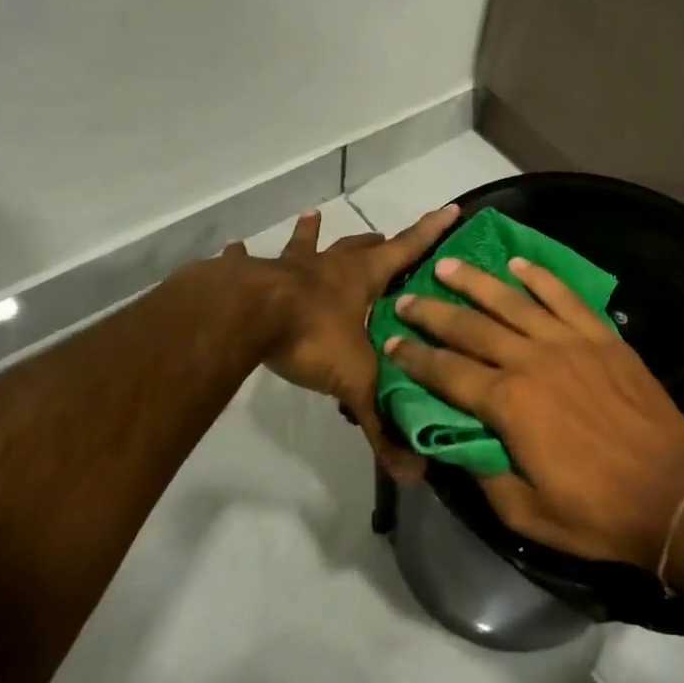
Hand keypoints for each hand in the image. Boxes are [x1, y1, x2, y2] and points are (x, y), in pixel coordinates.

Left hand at [232, 204, 456, 480]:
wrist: (243, 317)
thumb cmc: (310, 336)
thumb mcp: (354, 382)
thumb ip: (380, 424)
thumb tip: (412, 474)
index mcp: (360, 279)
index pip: (406, 249)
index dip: (430, 231)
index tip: (449, 208)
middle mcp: (326, 266)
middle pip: (357, 247)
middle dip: (374, 243)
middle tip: (383, 240)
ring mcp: (284, 267)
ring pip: (303, 245)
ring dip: (309, 235)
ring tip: (312, 217)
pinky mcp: (246, 276)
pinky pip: (244, 262)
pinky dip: (240, 256)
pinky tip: (233, 247)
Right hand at [385, 256, 683, 570]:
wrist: (673, 493)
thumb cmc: (596, 511)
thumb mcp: (524, 512)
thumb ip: (483, 472)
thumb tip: (456, 442)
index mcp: (509, 403)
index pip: (447, 372)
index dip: (414, 357)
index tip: (390, 343)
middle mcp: (532, 361)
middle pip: (471, 327)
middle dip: (433, 312)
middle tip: (406, 298)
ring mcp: (570, 343)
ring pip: (513, 301)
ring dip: (476, 281)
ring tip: (448, 265)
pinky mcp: (602, 338)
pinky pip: (564, 297)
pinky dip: (540, 278)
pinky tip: (518, 265)